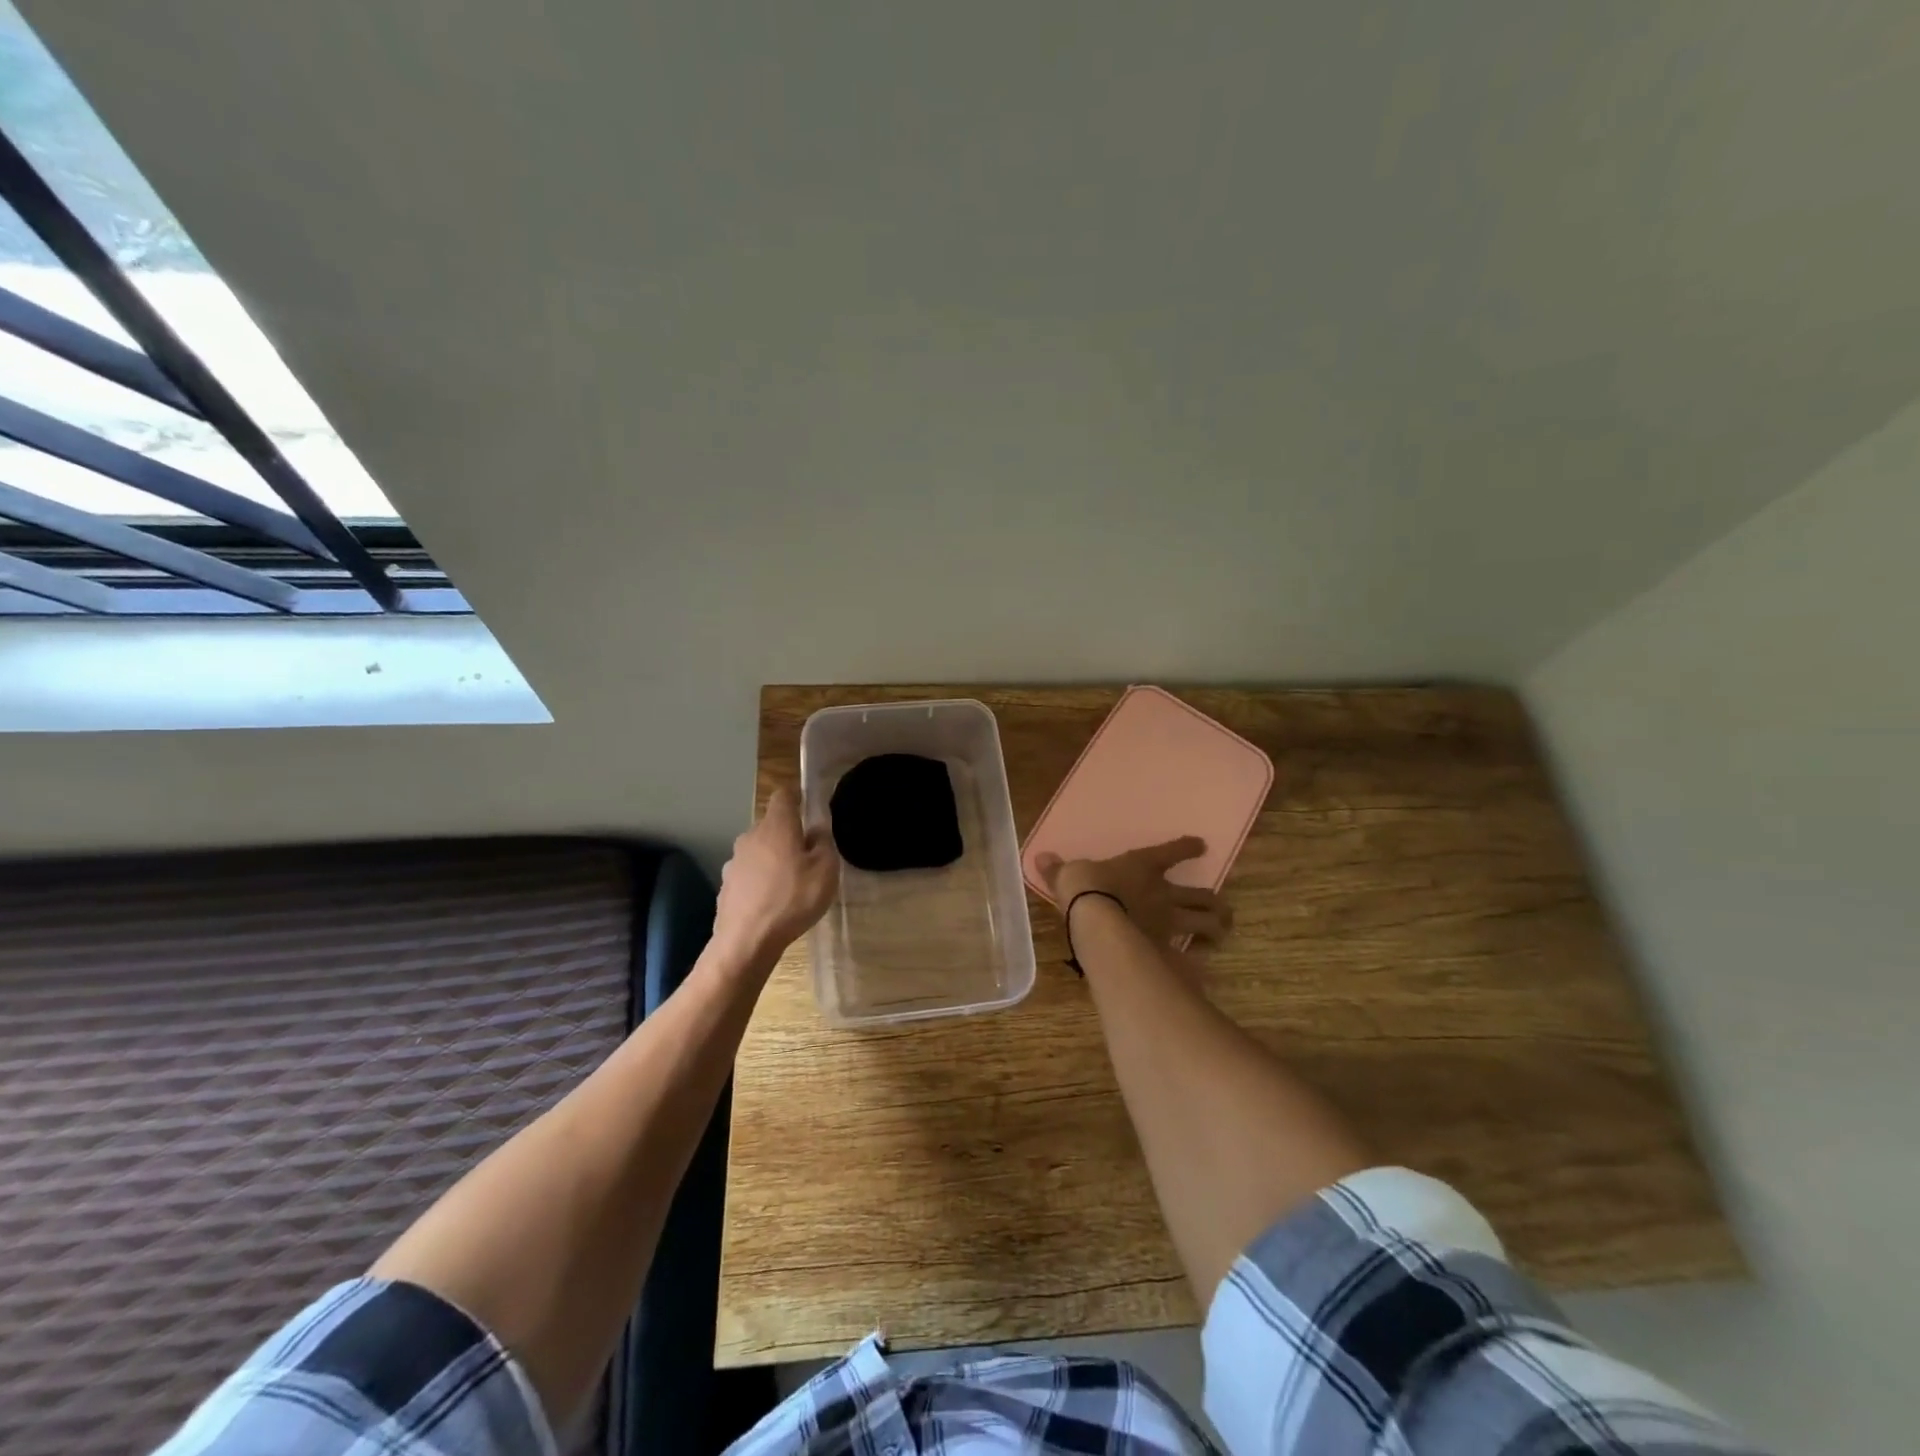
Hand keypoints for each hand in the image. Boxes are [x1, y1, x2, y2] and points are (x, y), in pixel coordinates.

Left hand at [714, 788, 840, 965]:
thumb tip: (816, 827)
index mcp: (777, 826)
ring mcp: (734, 861)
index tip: (809, 807)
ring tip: (791, 883)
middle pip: (772, 824)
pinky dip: (760, 880)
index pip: (784, 795)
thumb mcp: (825, 870)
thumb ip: (823, 842)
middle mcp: (751, 836)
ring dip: (773, 859)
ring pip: (759, 850)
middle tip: (808, 856)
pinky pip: (749, 874)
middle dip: (788, 834)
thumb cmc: (793, 899)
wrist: (746, 941)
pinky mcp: (726, 885)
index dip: (797, 797)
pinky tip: (771, 902)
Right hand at [1033, 837, 1231, 952]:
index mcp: (1143, 866)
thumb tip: (1042, 857)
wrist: (1097, 923)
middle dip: (1215, 903)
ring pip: (1206, 924)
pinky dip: (1197, 963)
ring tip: (1219, 933)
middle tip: (1220, 909)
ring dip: (1216, 928)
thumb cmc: (1086, 889)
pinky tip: (1199, 968)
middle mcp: (1163, 894)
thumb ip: (1059, 869)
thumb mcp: (1068, 875)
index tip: (1200, 845)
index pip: (1172, 852)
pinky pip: (1190, 958)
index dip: (1187, 847)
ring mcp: (1169, 923)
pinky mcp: (1166, 950)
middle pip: (1203, 896)